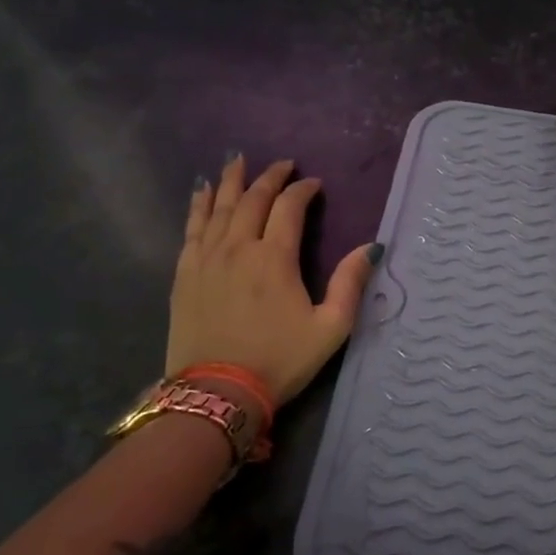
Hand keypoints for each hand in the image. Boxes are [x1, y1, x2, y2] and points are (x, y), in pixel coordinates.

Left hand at [165, 154, 378, 405]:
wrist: (217, 393)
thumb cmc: (279, 360)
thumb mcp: (330, 328)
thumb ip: (350, 283)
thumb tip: (370, 247)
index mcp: (275, 258)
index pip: (289, 208)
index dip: (304, 190)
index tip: (314, 184)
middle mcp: (238, 248)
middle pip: (252, 199)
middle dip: (269, 177)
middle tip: (283, 165)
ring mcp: (206, 259)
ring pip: (218, 207)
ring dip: (230, 181)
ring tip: (238, 161)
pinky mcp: (185, 274)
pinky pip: (191, 228)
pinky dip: (198, 206)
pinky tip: (201, 192)